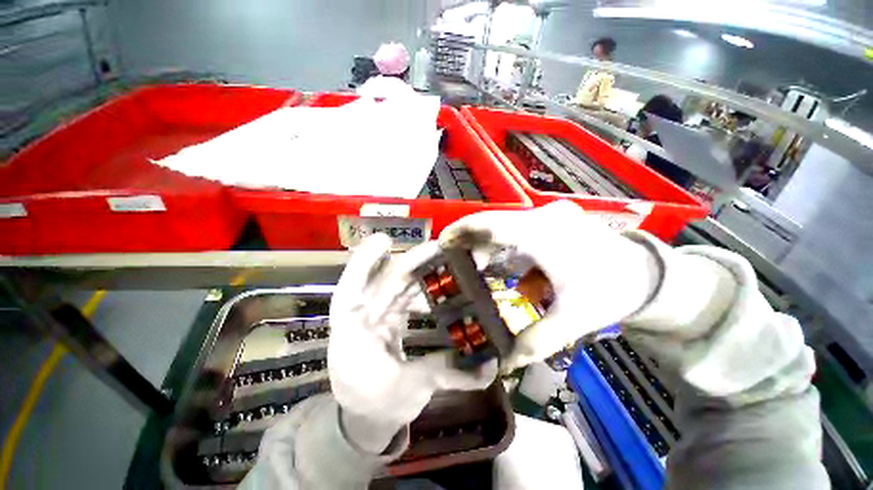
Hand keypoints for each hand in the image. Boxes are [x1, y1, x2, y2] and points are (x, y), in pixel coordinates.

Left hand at [329, 234, 496, 453]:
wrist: (368, 418)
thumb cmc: (377, 405)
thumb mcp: (408, 391)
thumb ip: (446, 373)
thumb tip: (490, 367)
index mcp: (352, 330)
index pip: (351, 288)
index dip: (365, 261)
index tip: (385, 240)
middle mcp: (362, 315)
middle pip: (385, 280)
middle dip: (411, 262)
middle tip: (440, 248)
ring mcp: (376, 314)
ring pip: (396, 285)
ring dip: (419, 272)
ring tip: (446, 261)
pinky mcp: (389, 318)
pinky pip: (404, 296)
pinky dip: (421, 288)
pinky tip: (440, 287)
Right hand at [440, 200, 660, 371]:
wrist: (646, 273)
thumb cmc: (611, 290)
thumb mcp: (575, 318)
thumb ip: (537, 340)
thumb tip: (505, 364)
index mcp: (541, 235)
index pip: (491, 224)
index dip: (462, 230)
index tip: (443, 242)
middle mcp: (541, 218)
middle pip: (493, 222)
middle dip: (469, 239)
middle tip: (453, 259)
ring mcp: (548, 217)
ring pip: (504, 225)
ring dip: (486, 243)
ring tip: (475, 265)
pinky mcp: (552, 222)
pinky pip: (517, 229)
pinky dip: (503, 244)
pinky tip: (502, 262)